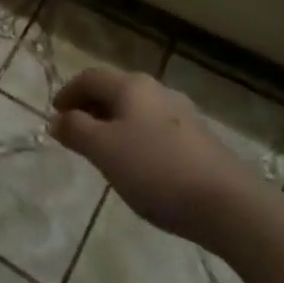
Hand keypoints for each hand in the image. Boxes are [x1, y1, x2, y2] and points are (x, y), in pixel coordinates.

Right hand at [48, 69, 258, 242]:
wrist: (229, 204)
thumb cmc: (156, 171)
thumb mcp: (104, 151)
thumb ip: (76, 130)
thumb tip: (56, 119)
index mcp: (131, 86)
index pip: (90, 78)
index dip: (68, 93)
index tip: (54, 115)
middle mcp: (157, 90)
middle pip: (115, 90)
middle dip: (90, 107)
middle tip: (74, 132)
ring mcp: (182, 114)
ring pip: (136, 110)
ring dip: (113, 123)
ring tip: (103, 150)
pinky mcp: (199, 139)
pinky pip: (155, 128)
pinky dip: (136, 137)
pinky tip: (137, 164)